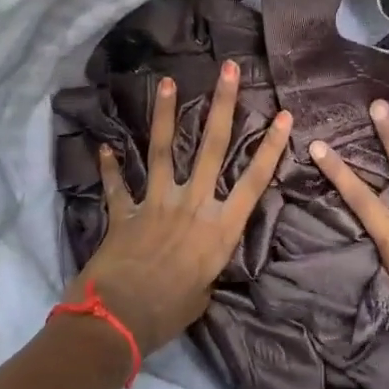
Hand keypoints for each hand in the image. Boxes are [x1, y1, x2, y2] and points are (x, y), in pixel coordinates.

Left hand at [70, 62, 291, 355]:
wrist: (118, 318)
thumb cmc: (169, 313)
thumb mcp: (203, 294)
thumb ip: (205, 271)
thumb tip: (199, 267)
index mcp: (219, 229)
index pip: (254, 181)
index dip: (271, 147)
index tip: (284, 115)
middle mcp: (192, 206)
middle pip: (210, 148)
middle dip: (222, 106)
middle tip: (227, 69)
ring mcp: (156, 204)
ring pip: (163, 151)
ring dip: (165, 115)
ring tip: (167, 82)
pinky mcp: (125, 214)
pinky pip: (118, 187)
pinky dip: (110, 168)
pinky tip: (104, 147)